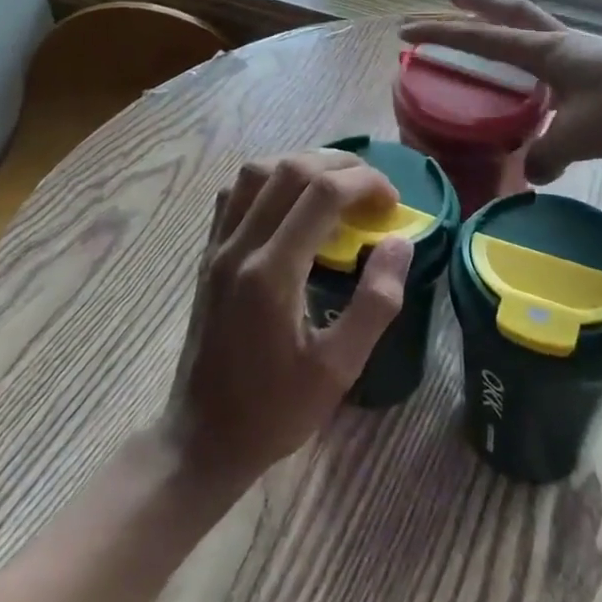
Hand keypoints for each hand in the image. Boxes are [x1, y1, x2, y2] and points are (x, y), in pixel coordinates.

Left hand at [164, 152, 414, 487]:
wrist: (202, 437)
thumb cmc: (275, 411)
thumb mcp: (339, 370)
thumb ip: (375, 303)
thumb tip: (399, 242)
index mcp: (272, 274)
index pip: (322, 193)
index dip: (365, 183)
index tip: (393, 202)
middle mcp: (240, 247)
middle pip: (289, 169)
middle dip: (340, 165)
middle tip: (373, 188)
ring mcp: (218, 247)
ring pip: (255, 171)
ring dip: (301, 163)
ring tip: (336, 185)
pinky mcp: (208, 254)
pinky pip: (234, 193)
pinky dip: (267, 179)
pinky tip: (290, 201)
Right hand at [400, 0, 601, 182]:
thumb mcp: (582, 136)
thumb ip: (547, 154)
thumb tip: (531, 174)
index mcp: (549, 51)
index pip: (483, 38)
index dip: (442, 35)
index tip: (407, 33)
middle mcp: (565, 45)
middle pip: (512, 15)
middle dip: (477, 6)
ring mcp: (589, 56)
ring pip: (536, 34)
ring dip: (508, 31)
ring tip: (490, 43)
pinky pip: (559, 63)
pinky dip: (537, 67)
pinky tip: (541, 92)